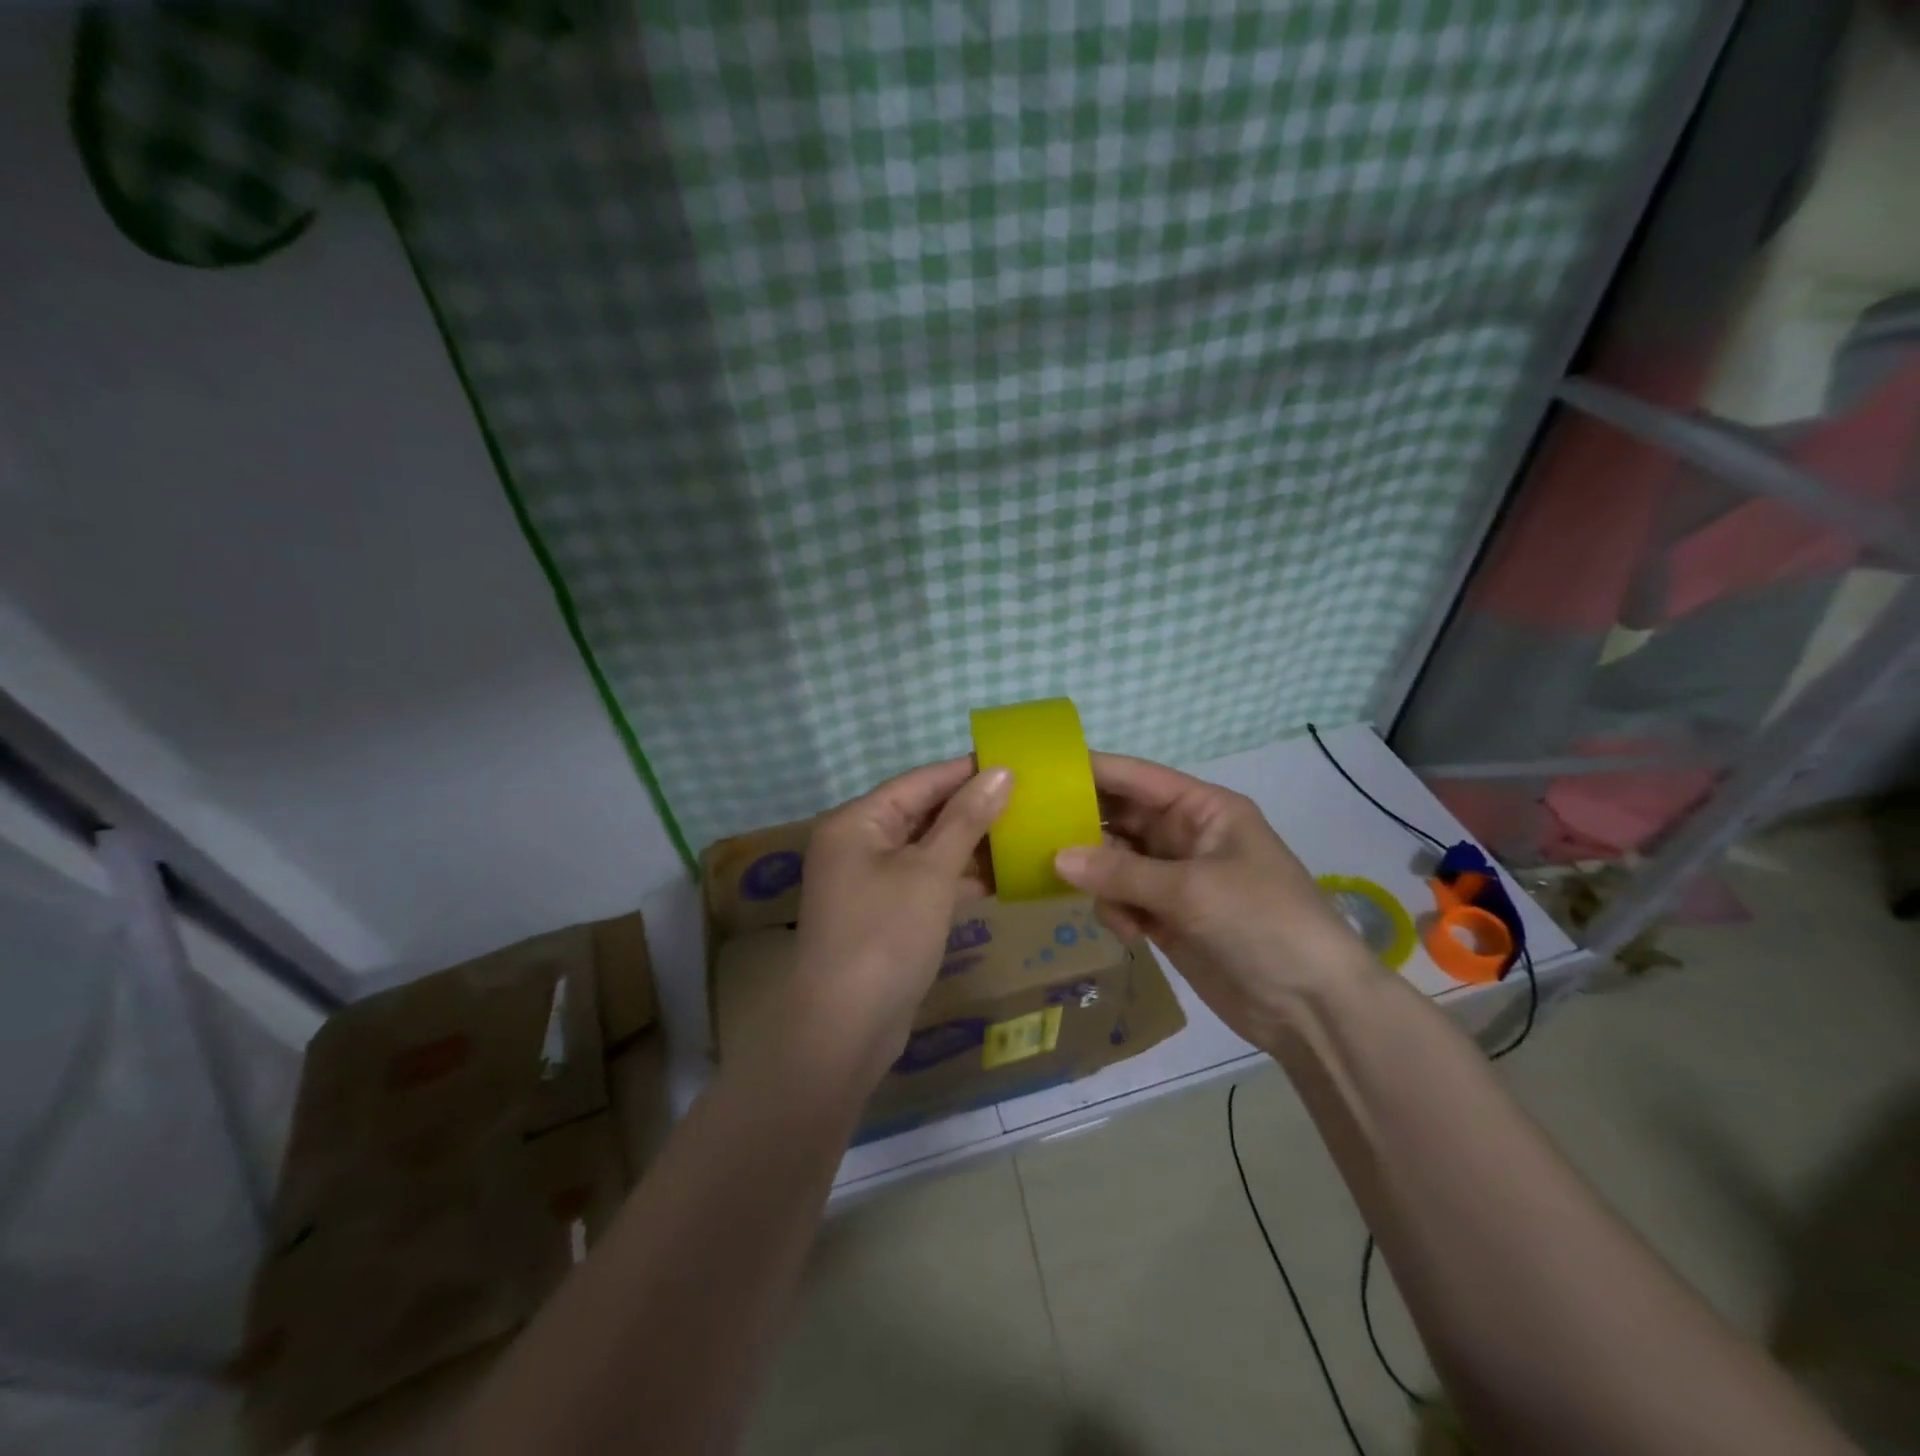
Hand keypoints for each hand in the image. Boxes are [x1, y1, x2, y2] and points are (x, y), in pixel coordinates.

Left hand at [783, 759, 1012, 1088]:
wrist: (846, 1029)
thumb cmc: (886, 935)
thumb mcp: (930, 871)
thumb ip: (966, 819)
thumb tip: (1001, 772)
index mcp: (857, 822)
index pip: (919, 781)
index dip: (966, 771)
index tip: (1014, 762)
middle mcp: (858, 845)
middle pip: (921, 813)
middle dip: (972, 808)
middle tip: (1027, 798)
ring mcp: (870, 883)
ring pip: (927, 850)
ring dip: (970, 844)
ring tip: (1023, 831)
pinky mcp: (885, 916)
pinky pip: (926, 883)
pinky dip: (958, 878)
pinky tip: (1000, 876)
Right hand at [1053, 753, 1374, 1051]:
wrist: (1312, 1007)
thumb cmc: (1262, 923)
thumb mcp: (1192, 889)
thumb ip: (1121, 871)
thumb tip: (1056, 858)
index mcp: (1203, 809)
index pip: (1137, 778)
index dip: (1091, 770)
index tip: (1040, 771)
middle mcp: (1185, 836)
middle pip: (1120, 819)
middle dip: (1085, 829)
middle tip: (1035, 837)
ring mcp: (1175, 879)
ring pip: (1114, 863)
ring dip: (1101, 880)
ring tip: (1104, 904)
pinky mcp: (1168, 918)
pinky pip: (1123, 900)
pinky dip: (1117, 912)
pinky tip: (1130, 934)